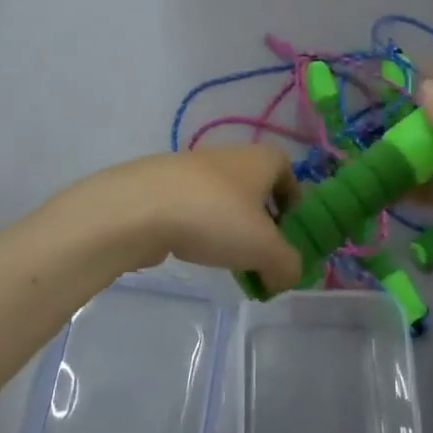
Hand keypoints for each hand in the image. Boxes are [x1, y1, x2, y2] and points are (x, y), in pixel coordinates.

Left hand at [65, 146, 300, 293]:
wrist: (139, 207)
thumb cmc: (214, 217)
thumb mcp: (265, 249)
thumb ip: (286, 265)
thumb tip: (287, 276)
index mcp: (260, 159)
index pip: (286, 168)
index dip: (293, 197)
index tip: (290, 228)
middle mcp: (229, 156)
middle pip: (254, 186)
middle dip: (260, 220)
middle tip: (261, 254)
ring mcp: (192, 170)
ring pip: (222, 198)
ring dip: (229, 227)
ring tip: (226, 261)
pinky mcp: (163, 187)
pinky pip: (193, 208)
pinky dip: (199, 229)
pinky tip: (192, 252)